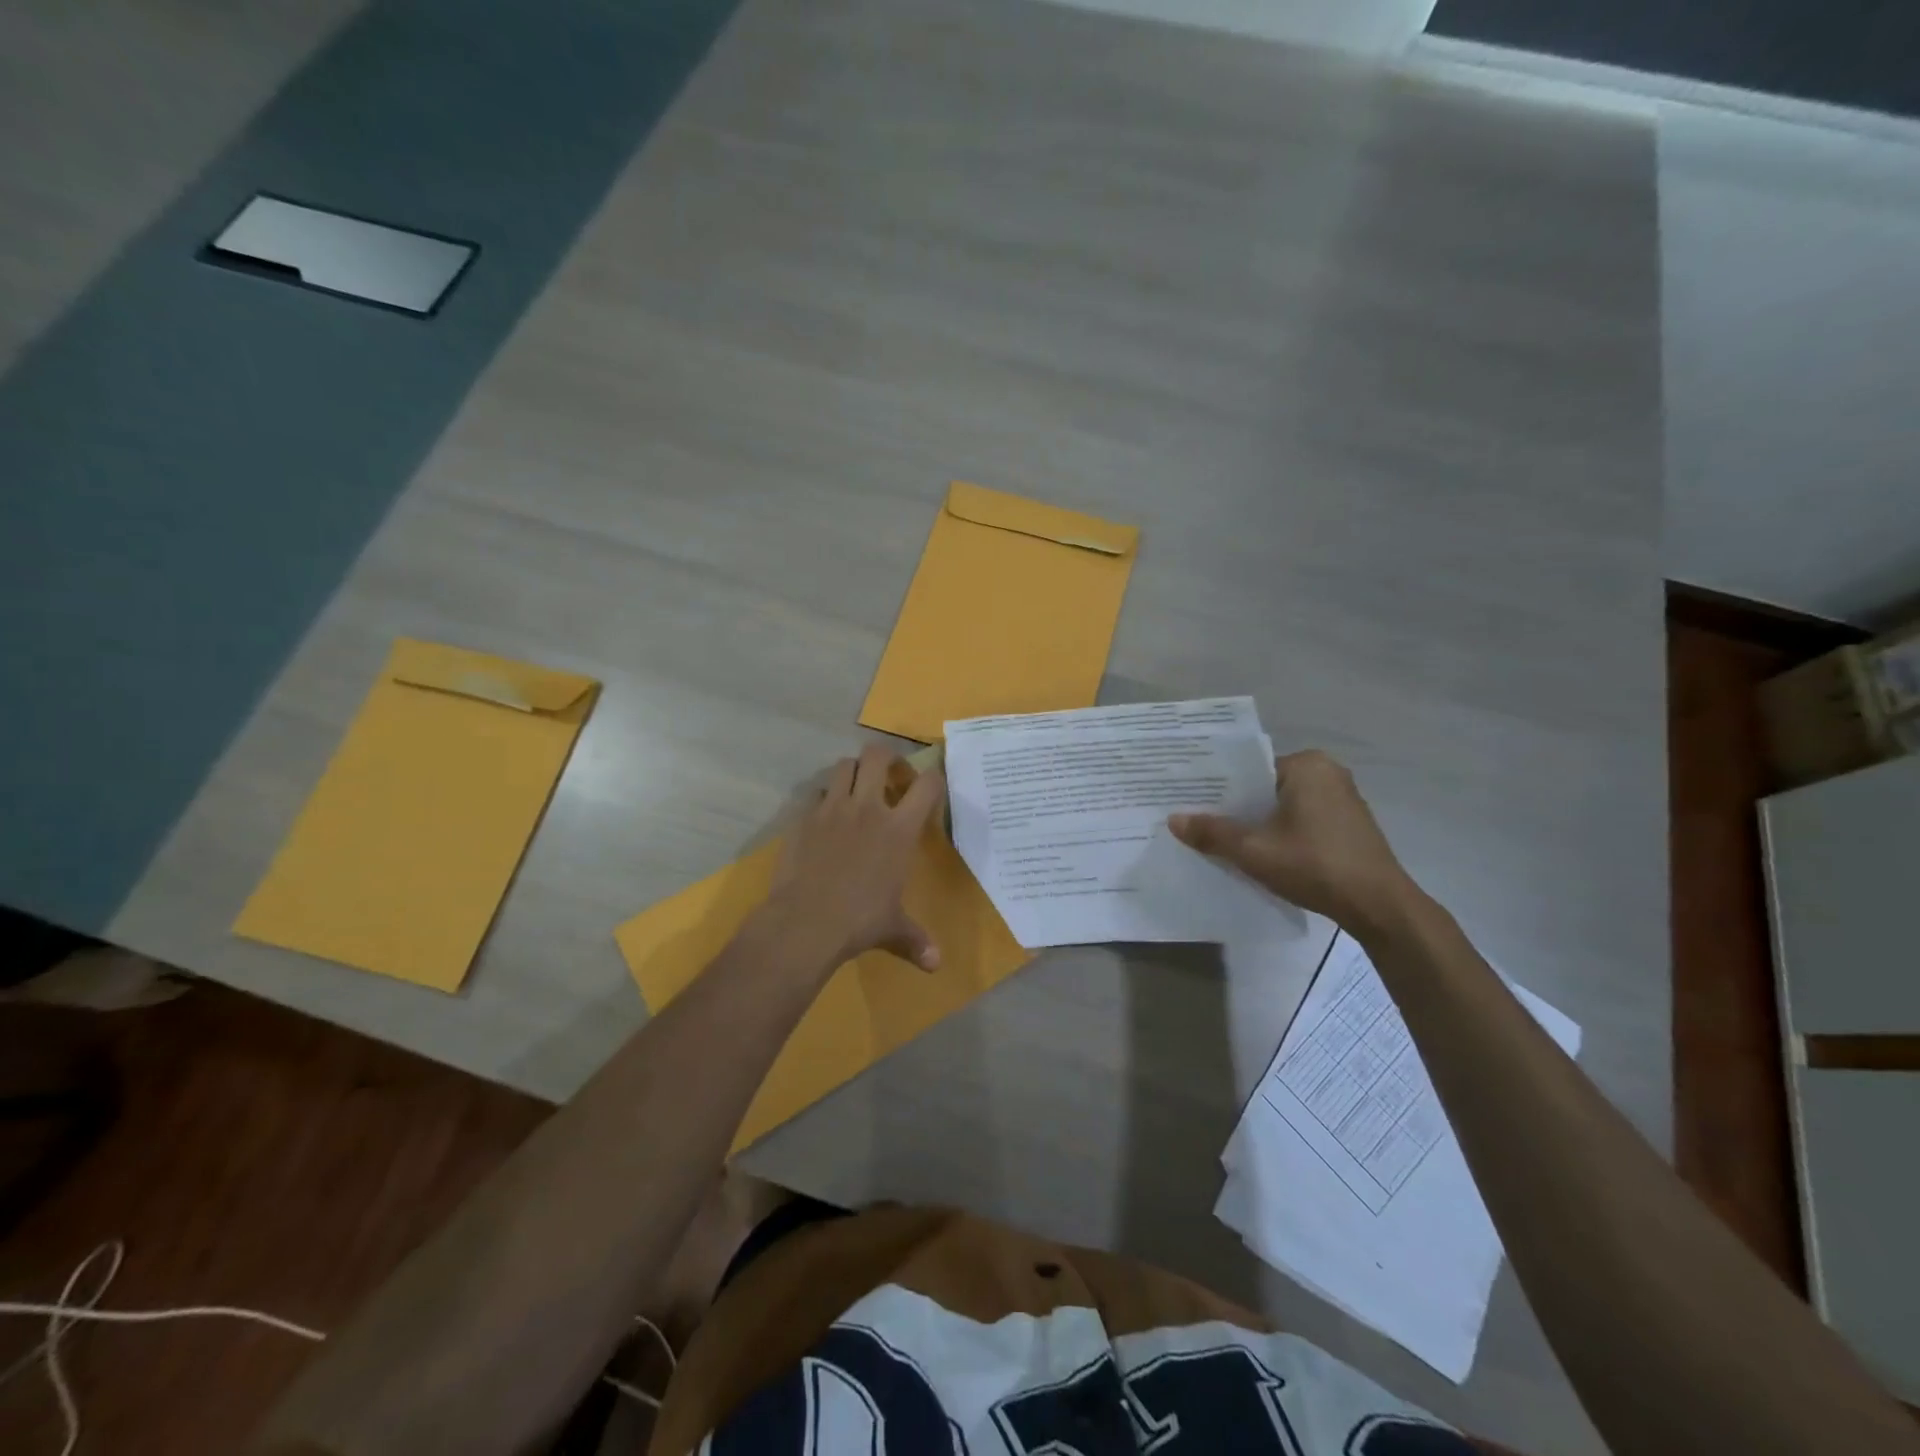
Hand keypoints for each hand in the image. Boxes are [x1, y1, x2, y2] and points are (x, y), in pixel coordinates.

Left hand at [762, 743, 946, 974]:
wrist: (805, 921)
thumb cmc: (859, 921)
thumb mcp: (893, 928)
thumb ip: (916, 940)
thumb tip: (937, 966)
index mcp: (899, 829)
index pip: (927, 784)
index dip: (933, 777)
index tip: (930, 787)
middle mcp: (868, 808)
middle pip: (878, 755)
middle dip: (886, 757)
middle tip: (889, 775)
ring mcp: (832, 808)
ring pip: (843, 765)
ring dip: (853, 771)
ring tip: (856, 790)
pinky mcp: (804, 817)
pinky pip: (816, 792)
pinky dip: (824, 797)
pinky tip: (825, 817)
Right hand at [1169, 750, 1419, 934]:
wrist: (1379, 906)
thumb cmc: (1315, 865)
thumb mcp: (1254, 851)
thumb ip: (1212, 833)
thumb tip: (1173, 820)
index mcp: (1307, 765)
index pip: (1249, 768)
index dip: (1218, 787)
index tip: (1190, 801)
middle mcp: (1327, 772)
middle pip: (1265, 787)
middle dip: (1236, 806)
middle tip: (1198, 820)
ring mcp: (1342, 798)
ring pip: (1282, 805)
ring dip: (1257, 822)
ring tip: (1221, 838)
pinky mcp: (1348, 824)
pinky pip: (1301, 819)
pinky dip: (1279, 831)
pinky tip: (1259, 851)